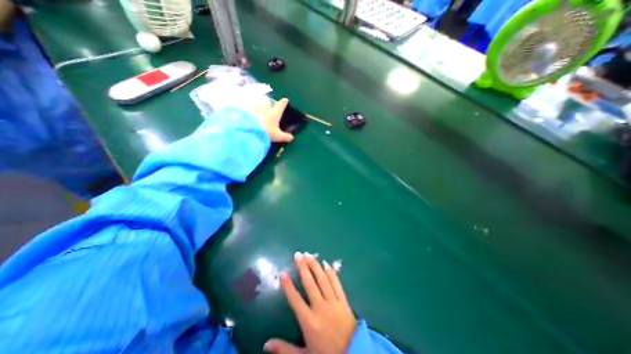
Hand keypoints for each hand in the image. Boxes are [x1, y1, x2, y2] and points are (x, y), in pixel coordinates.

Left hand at [247, 97, 294, 142]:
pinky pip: (248, 108)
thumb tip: (292, 138)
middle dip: (269, 104)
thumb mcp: (278, 136)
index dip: (284, 102)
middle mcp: (265, 107)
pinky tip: (248, 115)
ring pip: (258, 104)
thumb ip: (285, 137)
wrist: (249, 131)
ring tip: (258, 111)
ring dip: (259, 107)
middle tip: (269, 108)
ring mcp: (254, 107)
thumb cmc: (267, 132)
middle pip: (268, 102)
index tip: (285, 100)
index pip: (281, 105)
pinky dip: (249, 110)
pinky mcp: (245, 110)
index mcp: (274, 113)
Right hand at [265, 252, 356, 353]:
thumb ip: (285, 349)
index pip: (295, 300)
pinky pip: (336, 283)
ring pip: (323, 279)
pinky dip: (331, 272)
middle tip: (298, 254)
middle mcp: (321, 307)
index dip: (288, 286)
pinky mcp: (343, 300)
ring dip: (315, 266)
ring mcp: (333, 302)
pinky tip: (326, 263)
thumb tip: (266, 344)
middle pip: (310, 283)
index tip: (282, 273)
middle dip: (303, 267)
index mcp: (309, 321)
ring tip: (309, 254)